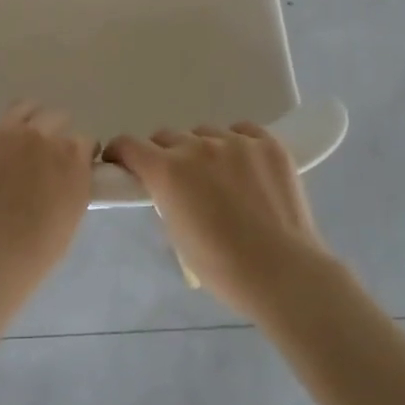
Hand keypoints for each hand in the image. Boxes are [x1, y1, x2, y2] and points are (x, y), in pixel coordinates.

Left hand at [0, 104, 95, 304]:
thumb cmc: (35, 249)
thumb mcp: (72, 214)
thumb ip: (75, 183)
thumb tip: (69, 171)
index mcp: (69, 155)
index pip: (84, 141)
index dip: (79, 154)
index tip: (73, 165)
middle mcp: (38, 135)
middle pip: (55, 117)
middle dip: (55, 133)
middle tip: (44, 157)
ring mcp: (0, 133)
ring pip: (21, 107)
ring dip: (25, 120)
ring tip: (17, 138)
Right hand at [106, 123, 336, 317]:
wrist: (283, 272)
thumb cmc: (222, 267)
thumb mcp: (176, 233)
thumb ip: (165, 198)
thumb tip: (166, 187)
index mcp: (167, 171)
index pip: (129, 145)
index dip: (121, 153)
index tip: (123, 165)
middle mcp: (197, 147)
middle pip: (166, 137)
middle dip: (163, 155)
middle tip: (177, 181)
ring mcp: (236, 142)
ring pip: (205, 133)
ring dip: (202, 150)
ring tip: (219, 178)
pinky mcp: (269, 144)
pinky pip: (243, 131)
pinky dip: (237, 144)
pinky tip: (246, 167)